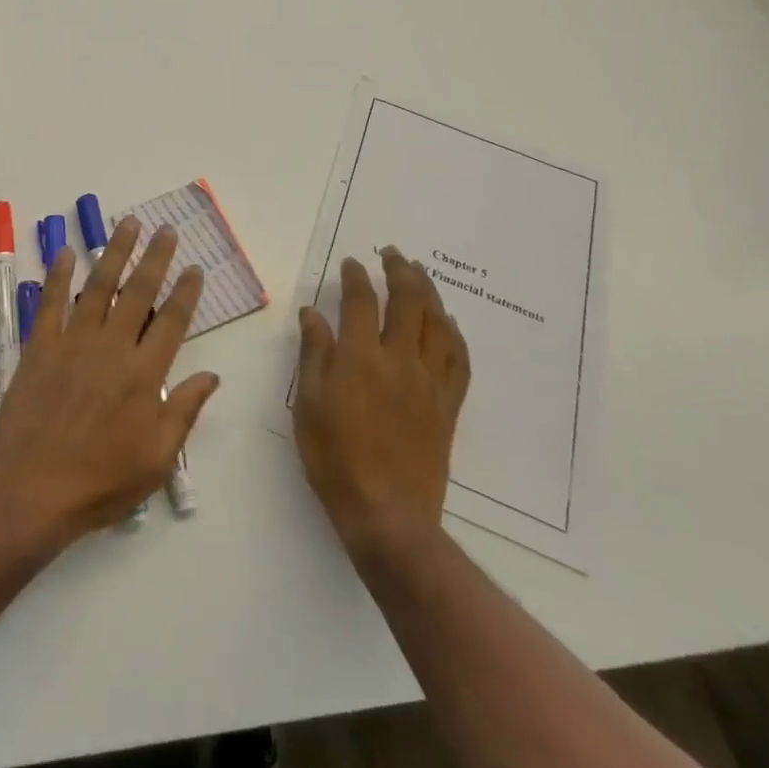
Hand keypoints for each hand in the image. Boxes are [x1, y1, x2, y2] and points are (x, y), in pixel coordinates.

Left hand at [0, 218, 218, 544]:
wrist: (30, 490)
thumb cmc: (100, 482)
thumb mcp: (156, 460)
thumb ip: (184, 412)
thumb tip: (211, 376)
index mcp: (145, 374)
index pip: (173, 321)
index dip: (186, 291)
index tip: (194, 267)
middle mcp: (113, 347)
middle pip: (139, 291)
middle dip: (155, 257)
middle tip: (166, 229)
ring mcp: (74, 342)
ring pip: (99, 286)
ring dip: (115, 252)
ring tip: (127, 223)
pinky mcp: (41, 346)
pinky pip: (51, 302)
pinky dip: (58, 275)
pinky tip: (65, 251)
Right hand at [294, 247, 469, 557]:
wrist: (388, 514)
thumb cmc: (335, 459)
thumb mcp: (310, 404)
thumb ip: (314, 353)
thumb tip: (313, 313)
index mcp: (360, 358)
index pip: (361, 301)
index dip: (356, 277)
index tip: (351, 263)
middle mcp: (399, 360)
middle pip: (408, 301)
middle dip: (400, 270)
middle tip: (393, 254)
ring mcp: (429, 381)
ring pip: (437, 323)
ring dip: (429, 292)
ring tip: (420, 274)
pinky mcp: (448, 404)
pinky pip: (458, 358)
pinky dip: (454, 333)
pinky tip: (448, 323)